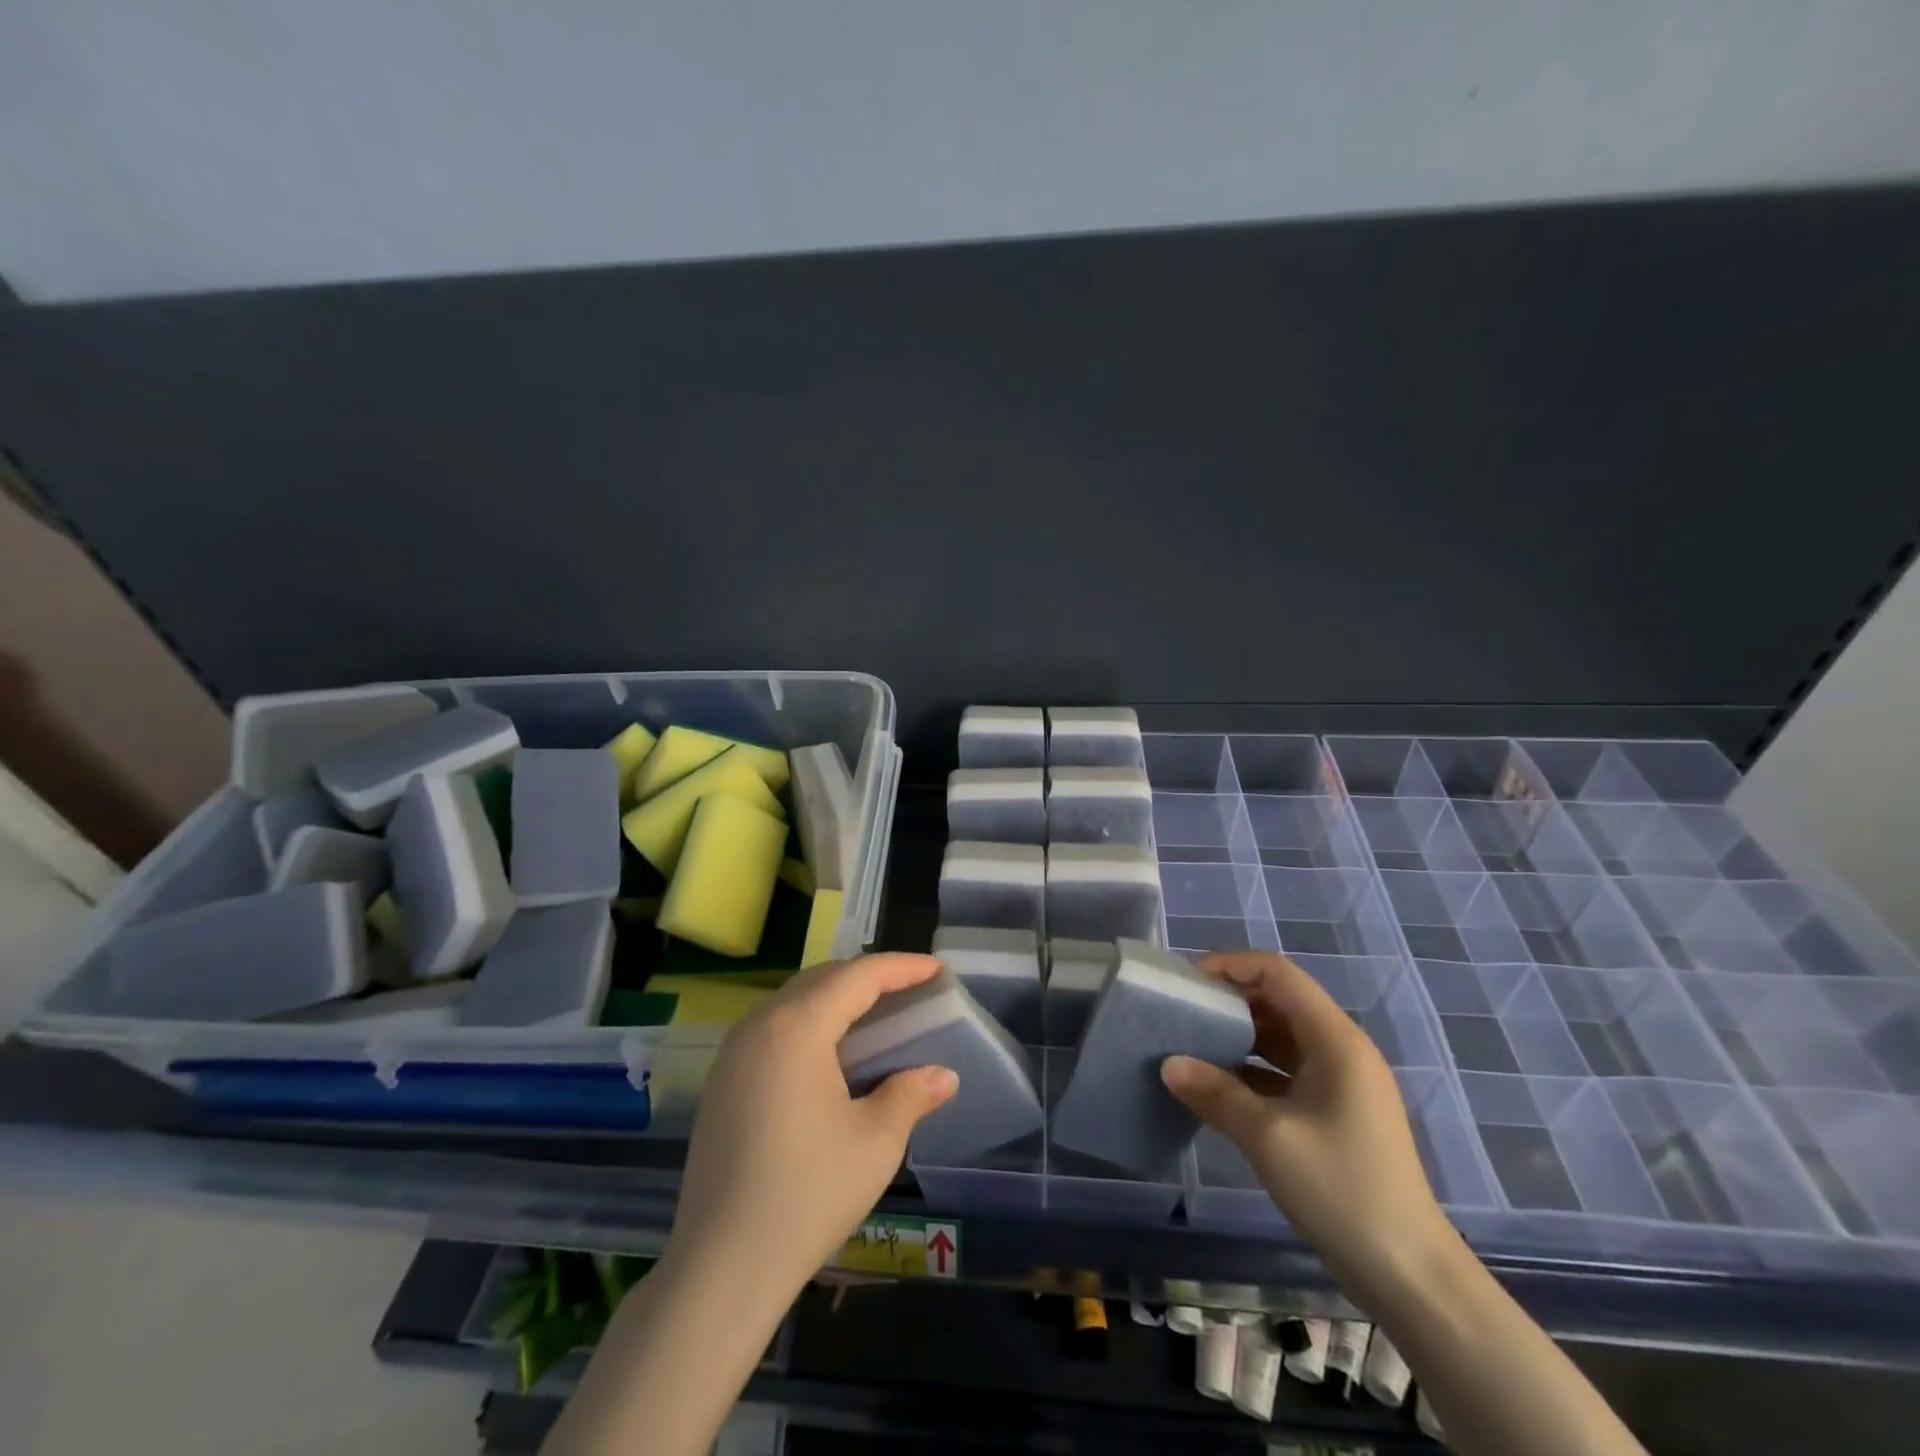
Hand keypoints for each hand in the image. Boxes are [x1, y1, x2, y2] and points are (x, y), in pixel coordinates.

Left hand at [669, 954, 957, 1298]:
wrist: (721, 1268)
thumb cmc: (807, 1195)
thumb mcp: (875, 1142)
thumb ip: (911, 1094)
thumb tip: (943, 1075)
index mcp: (796, 1027)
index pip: (858, 976)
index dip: (902, 967)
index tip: (937, 969)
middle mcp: (759, 1024)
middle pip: (823, 979)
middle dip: (870, 977)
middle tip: (912, 988)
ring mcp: (733, 1052)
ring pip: (795, 999)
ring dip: (838, 997)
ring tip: (877, 1012)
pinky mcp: (723, 1080)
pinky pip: (774, 1026)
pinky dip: (811, 1021)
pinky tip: (831, 1050)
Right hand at [1160, 951, 1454, 1303]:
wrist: (1409, 1275)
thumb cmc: (1341, 1190)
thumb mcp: (1268, 1137)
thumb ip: (1215, 1093)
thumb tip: (1168, 1065)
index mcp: (1335, 1040)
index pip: (1278, 973)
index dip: (1231, 966)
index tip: (1188, 984)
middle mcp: (1341, 1049)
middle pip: (1279, 1000)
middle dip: (1230, 1001)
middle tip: (1183, 1014)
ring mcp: (1341, 1083)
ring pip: (1281, 1037)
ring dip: (1238, 1037)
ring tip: (1191, 1046)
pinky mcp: (1335, 1112)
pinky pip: (1286, 1071)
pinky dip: (1251, 1070)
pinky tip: (1217, 1087)